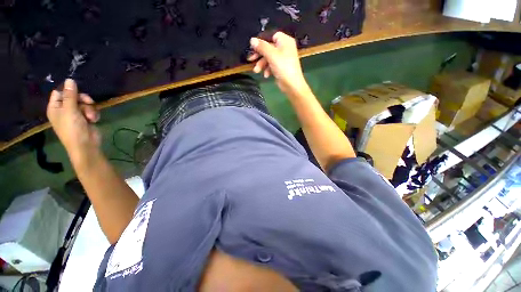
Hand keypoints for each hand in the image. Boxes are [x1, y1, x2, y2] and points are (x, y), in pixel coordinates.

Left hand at [47, 79, 100, 160]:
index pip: (59, 93)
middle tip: (89, 102)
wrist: (86, 145)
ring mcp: (75, 115)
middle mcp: (64, 110)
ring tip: (91, 117)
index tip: (77, 91)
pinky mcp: (85, 119)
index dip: (68, 91)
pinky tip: (94, 120)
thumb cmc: (73, 128)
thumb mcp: (70, 110)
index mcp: (55, 107)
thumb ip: (70, 95)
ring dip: (90, 109)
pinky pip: (90, 110)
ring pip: (84, 104)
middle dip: (83, 100)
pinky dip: (93, 114)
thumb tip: (70, 79)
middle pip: (74, 97)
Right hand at [248, 32, 308, 94]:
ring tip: (257, 71)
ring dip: (262, 64)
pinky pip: (271, 65)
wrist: (291, 85)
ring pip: (268, 58)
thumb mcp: (271, 55)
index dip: (262, 41)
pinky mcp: (280, 67)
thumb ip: (261, 47)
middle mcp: (284, 48)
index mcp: (285, 41)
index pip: (271, 36)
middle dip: (259, 56)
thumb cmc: (283, 67)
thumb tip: (252, 40)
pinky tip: (266, 75)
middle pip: (268, 48)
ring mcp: (282, 58)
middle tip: (251, 59)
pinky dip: (267, 69)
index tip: (253, 48)